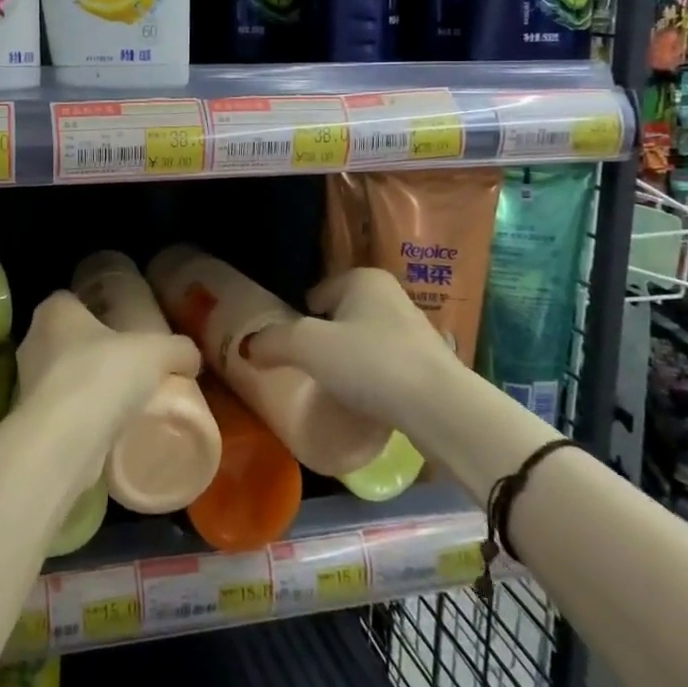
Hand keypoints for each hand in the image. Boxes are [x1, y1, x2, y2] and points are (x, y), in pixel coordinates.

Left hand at [15, 290, 201, 431]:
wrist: (64, 441)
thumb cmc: (103, 375)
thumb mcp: (157, 352)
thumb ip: (178, 349)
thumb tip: (191, 358)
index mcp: (54, 312)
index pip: (71, 300)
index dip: (95, 309)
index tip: (121, 326)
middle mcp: (33, 342)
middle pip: (67, 340)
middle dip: (93, 350)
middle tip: (128, 364)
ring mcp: (27, 384)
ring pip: (62, 378)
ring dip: (86, 387)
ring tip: (123, 401)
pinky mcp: (32, 422)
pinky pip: (61, 412)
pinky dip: (81, 418)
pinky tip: (108, 429)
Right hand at [244, 268, 460, 433]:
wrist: (441, 408)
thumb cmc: (369, 362)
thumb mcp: (308, 347)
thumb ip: (272, 342)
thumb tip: (247, 348)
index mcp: (363, 278)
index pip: (316, 293)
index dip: (298, 318)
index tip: (289, 348)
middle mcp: (390, 295)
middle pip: (340, 316)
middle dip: (324, 340)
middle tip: (306, 369)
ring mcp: (413, 329)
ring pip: (364, 342)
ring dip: (348, 361)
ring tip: (332, 389)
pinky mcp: (428, 364)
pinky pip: (384, 366)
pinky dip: (371, 380)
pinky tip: (363, 402)